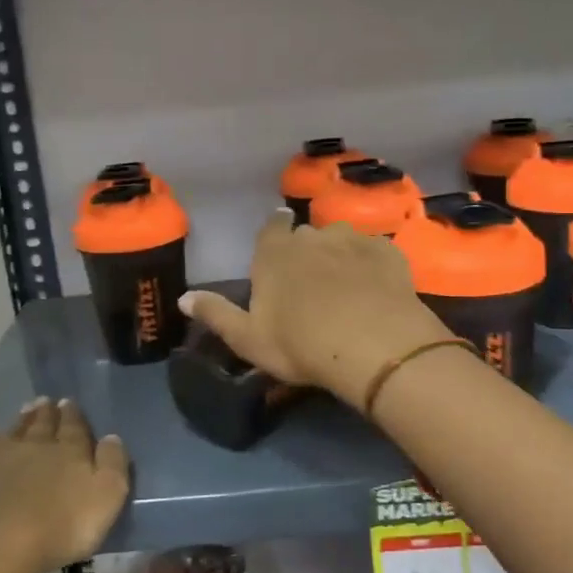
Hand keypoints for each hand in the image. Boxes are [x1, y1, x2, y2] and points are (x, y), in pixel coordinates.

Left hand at [0, 399, 128, 572]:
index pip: (73, 426)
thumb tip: (111, 436)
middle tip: (46, 401)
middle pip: (41, 424)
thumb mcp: (107, 496)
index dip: (73, 414)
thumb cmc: (61, 525)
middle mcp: (34, 446)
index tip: (69, 402)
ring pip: (13, 433)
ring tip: (25, 410)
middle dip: (46, 412)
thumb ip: (113, 463)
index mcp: (68, 450)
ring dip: (20, 421)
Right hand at [180, 211, 451, 410]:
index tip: (278, 248)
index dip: (275, 234)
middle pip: (306, 234)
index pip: (271, 226)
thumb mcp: (248, 338)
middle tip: (311, 281)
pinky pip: (375, 252)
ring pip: (342, 239)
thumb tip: (183, 298)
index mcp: (275, 252)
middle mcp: (313, 236)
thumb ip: (215, 314)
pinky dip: (372, 265)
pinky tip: (376, 288)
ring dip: (340, 254)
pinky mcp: (388, 253)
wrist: (373, 346)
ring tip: (346, 284)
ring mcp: (354, 240)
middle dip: (307, 250)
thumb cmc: (300, 344)